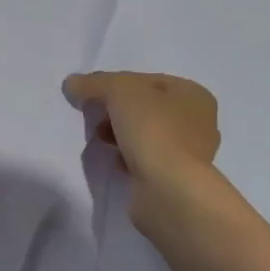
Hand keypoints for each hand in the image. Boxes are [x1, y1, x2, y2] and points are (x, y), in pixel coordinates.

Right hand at [63, 70, 219, 223]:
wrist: (168, 190)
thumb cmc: (153, 129)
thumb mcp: (118, 90)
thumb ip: (93, 83)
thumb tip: (71, 84)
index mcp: (194, 95)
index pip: (146, 80)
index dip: (114, 83)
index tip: (90, 94)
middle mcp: (198, 122)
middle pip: (145, 107)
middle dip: (115, 110)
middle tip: (93, 117)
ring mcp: (189, 154)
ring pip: (145, 134)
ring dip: (119, 134)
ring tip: (100, 139)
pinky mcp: (175, 179)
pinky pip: (145, 159)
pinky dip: (127, 158)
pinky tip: (114, 161)